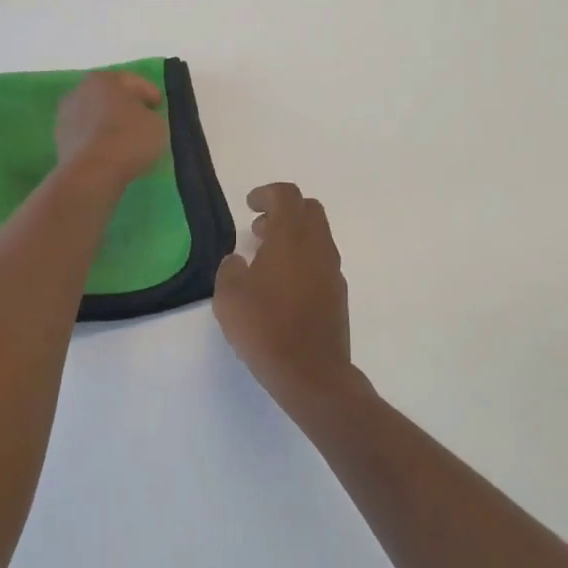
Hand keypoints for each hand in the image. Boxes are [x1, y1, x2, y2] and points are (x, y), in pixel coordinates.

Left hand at [55, 70, 167, 192]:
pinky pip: (87, 135)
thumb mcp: (157, 124)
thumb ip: (151, 114)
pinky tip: (111, 152)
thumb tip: (143, 117)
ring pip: (96, 116)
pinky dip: (99, 140)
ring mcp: (66, 116)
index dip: (150, 94)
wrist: (91, 174)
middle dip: (127, 107)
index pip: (133, 82)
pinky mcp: (60, 140)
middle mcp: (80, 91)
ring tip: (128, 140)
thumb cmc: (128, 139)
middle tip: (145, 121)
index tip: (160, 107)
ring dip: (110, 124)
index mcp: (104, 79)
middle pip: (111, 96)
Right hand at [215, 184, 360, 410]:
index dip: (267, 193)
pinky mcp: (338, 294)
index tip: (250, 205)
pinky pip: (321, 261)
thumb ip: (230, 269)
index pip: (286, 195)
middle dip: (284, 210)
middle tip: (259, 228)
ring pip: (318, 236)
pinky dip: (303, 259)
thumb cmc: (265, 328)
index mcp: (291, 237)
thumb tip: (239, 261)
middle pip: (309, 209)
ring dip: (294, 236)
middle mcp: (317, 246)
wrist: (311, 373)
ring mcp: (332, 270)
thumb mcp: (229, 296)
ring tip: (266, 258)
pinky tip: (283, 285)